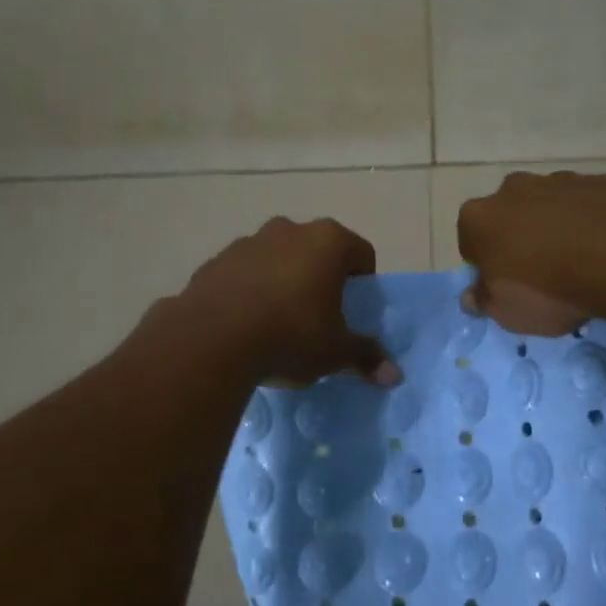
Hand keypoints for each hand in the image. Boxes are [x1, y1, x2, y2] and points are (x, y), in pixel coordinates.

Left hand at [178, 217, 400, 386]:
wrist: (211, 341)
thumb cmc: (290, 335)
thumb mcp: (334, 352)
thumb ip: (365, 356)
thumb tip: (394, 375)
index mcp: (328, 241)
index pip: (361, 253)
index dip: (363, 282)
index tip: (354, 310)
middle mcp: (289, 230)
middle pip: (317, 250)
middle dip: (321, 277)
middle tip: (319, 316)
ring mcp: (248, 242)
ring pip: (278, 258)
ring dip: (283, 280)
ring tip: (278, 322)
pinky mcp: (215, 261)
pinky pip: (244, 273)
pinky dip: (249, 289)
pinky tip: (245, 324)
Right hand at [456, 170, 605, 334]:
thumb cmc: (550, 290)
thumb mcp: (508, 313)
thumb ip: (484, 301)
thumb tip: (472, 295)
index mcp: (480, 217)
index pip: (470, 242)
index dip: (486, 265)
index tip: (505, 286)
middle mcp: (514, 189)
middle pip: (510, 215)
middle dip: (521, 238)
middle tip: (542, 274)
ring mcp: (561, 180)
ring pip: (550, 206)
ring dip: (558, 227)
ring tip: (581, 263)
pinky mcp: (602, 181)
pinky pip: (589, 205)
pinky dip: (593, 221)